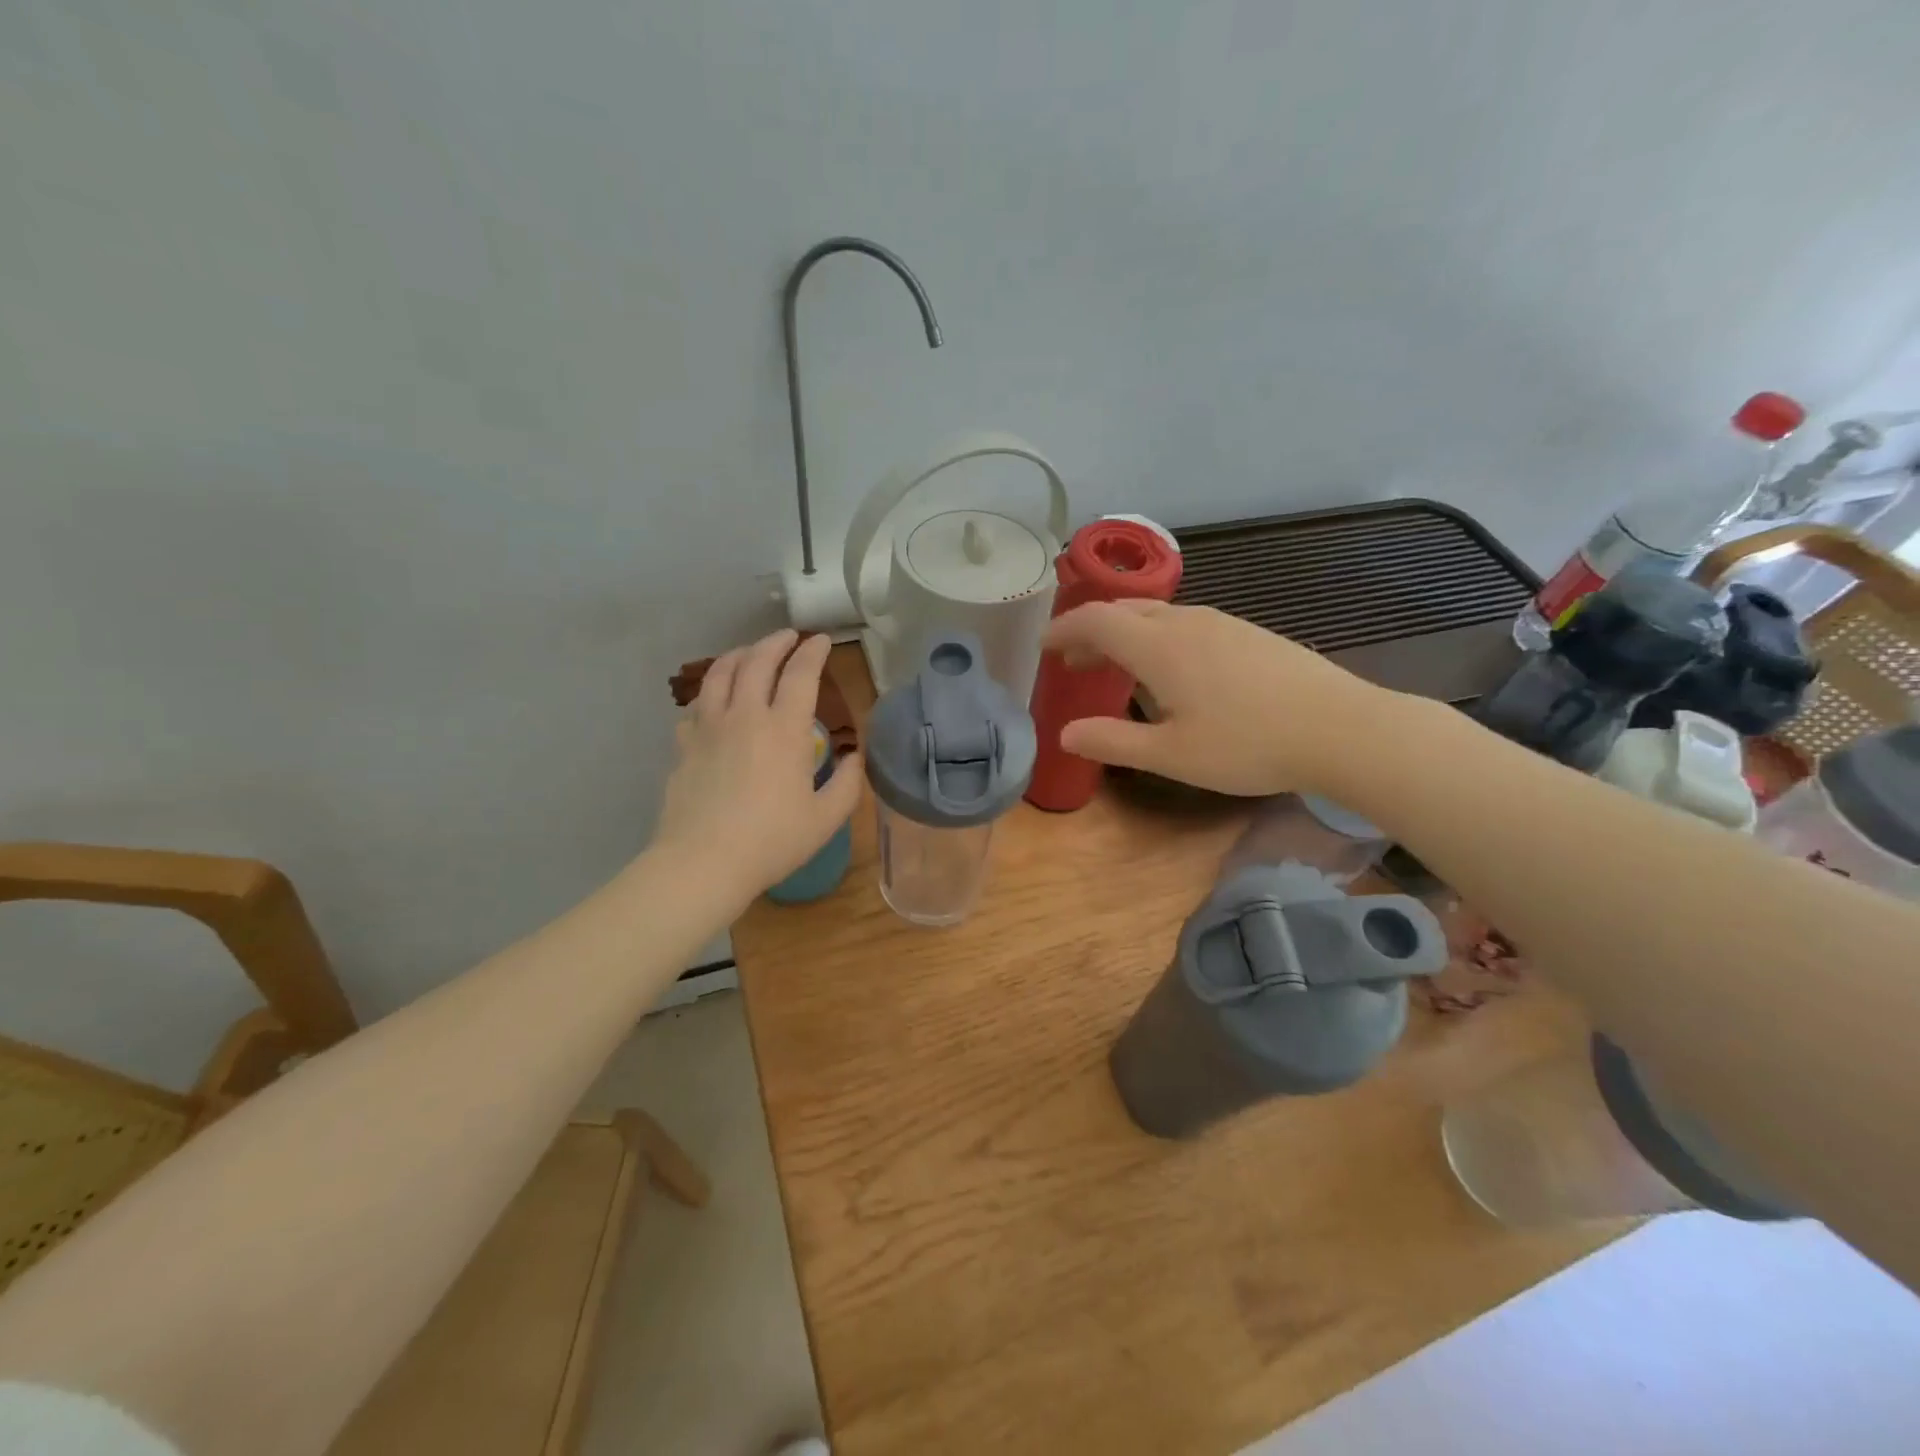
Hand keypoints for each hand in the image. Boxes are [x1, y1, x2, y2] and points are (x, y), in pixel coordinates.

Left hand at [652, 629, 862, 909]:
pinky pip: (695, 708)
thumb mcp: (826, 818)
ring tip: (749, 653)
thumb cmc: (772, 841)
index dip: (813, 652)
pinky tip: (714, 704)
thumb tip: (854, 758)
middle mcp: (745, 716)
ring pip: (719, 674)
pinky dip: (709, 695)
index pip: (800, 674)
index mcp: (784, 729)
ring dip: (738, 655)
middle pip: (757, 661)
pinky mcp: (683, 746)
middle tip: (789, 637)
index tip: (822, 641)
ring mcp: (708, 728)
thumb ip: (847, 783)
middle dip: (776, 642)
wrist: (703, 862)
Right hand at [1042, 600, 1384, 796]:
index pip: (1096, 621)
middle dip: (1091, 632)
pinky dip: (1157, 637)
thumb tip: (1066, 734)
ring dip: (1125, 634)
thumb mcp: (1171, 754)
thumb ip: (1113, 741)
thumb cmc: (1247, 744)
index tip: (1044, 648)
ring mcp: (1222, 623)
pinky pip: (1186, 623)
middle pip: (1124, 611)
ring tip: (1116, 668)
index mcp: (1159, 646)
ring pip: (1157, 615)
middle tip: (1074, 663)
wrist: (1341, 728)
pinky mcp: (1249, 633)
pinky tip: (1172, 671)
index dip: (1063, 630)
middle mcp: (1186, 622)